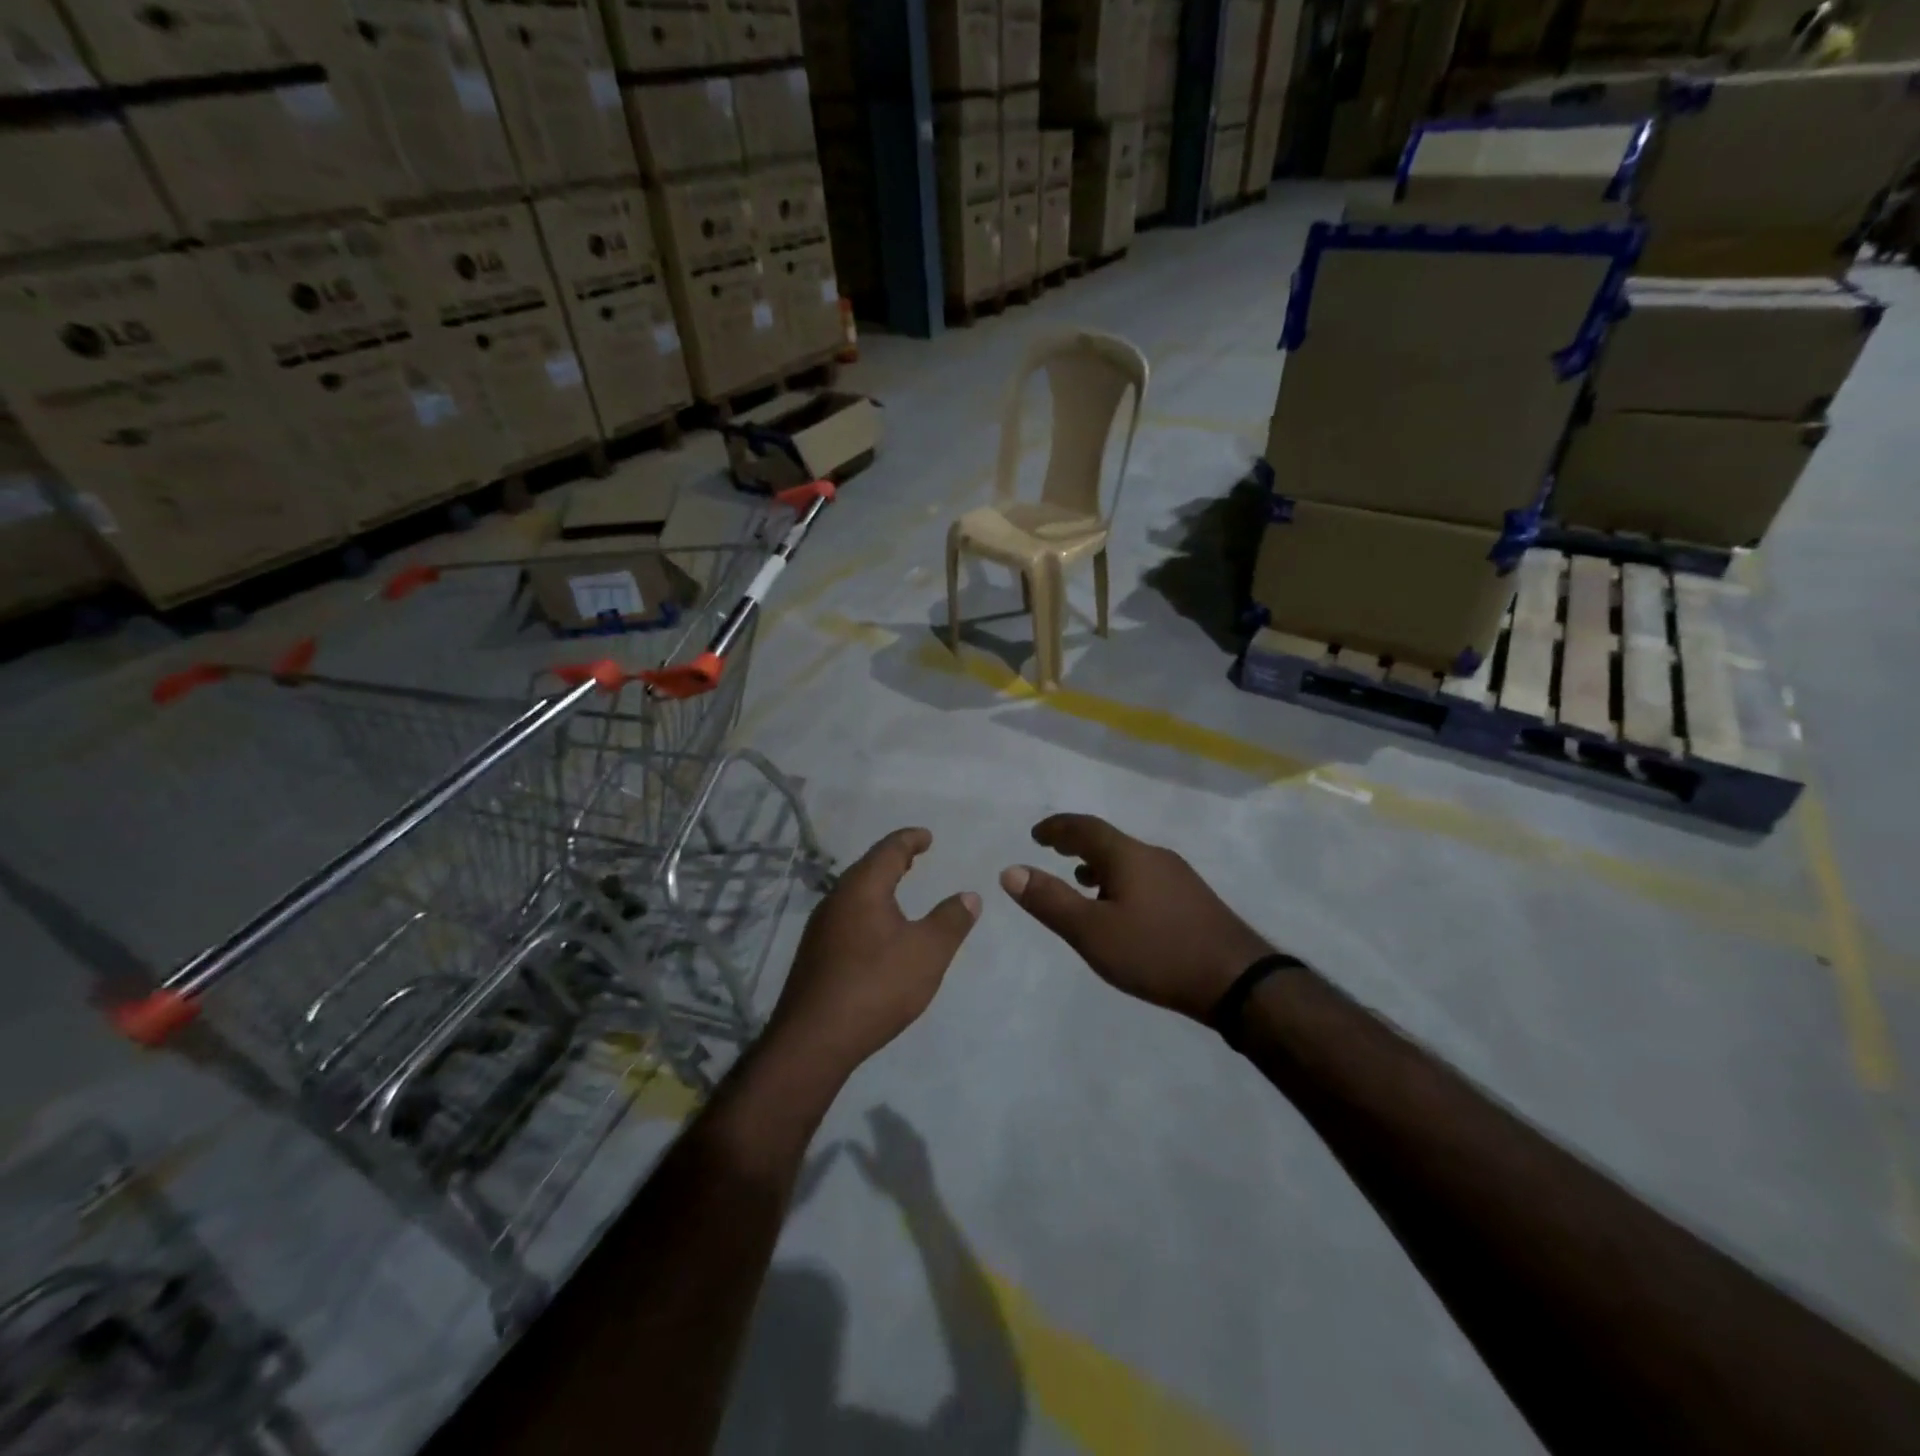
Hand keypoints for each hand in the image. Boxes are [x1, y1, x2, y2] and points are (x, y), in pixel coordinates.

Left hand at [768, 828, 979, 1076]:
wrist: (813, 1040)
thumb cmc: (876, 986)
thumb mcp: (927, 952)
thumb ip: (951, 921)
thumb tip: (969, 895)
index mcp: (862, 888)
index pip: (889, 850)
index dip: (910, 839)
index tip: (927, 836)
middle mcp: (836, 899)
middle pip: (867, 868)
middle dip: (892, 860)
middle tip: (914, 858)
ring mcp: (820, 928)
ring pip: (853, 894)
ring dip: (878, 886)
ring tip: (898, 890)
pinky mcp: (814, 955)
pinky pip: (846, 917)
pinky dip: (867, 909)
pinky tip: (876, 931)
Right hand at [850, 1106, 936, 1203]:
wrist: (916, 1192)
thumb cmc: (889, 1184)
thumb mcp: (870, 1172)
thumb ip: (858, 1154)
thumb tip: (847, 1141)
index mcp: (886, 1137)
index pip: (878, 1120)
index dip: (872, 1114)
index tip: (866, 1112)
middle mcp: (899, 1133)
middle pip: (890, 1117)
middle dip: (883, 1111)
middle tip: (876, 1108)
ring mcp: (912, 1136)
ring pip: (901, 1120)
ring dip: (894, 1115)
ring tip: (888, 1115)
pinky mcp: (921, 1142)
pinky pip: (910, 1128)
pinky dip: (904, 1124)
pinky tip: (903, 1127)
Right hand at [1000, 814, 1273, 1021]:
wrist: (1237, 981)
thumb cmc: (1157, 952)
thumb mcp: (1092, 932)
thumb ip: (1050, 901)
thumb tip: (1011, 871)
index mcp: (1128, 856)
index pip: (1084, 828)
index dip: (1057, 828)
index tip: (1035, 834)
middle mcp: (1154, 856)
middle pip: (1108, 840)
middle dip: (1077, 843)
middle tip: (1053, 850)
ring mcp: (1178, 876)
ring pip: (1129, 859)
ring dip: (1100, 864)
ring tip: (1081, 881)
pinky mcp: (1193, 899)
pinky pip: (1145, 876)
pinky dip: (1122, 880)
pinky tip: (1123, 909)